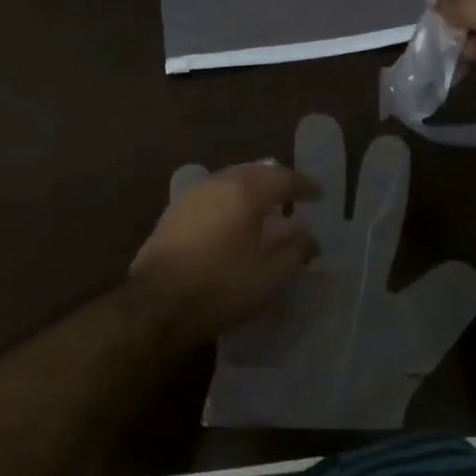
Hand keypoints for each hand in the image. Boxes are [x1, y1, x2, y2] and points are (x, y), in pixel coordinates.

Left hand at [129, 163, 319, 344]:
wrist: (157, 304)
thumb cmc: (221, 286)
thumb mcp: (271, 275)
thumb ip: (296, 250)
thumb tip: (308, 236)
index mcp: (245, 191)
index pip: (283, 178)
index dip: (304, 186)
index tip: (319, 195)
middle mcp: (218, 182)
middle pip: (255, 172)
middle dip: (276, 181)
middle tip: (293, 196)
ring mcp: (192, 195)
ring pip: (230, 180)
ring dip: (251, 190)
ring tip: (265, 209)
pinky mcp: (174, 212)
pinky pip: (212, 195)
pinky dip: (230, 201)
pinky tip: (233, 221)